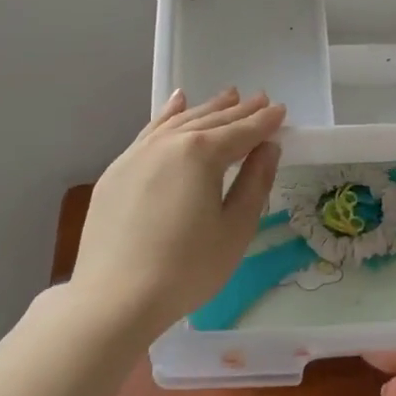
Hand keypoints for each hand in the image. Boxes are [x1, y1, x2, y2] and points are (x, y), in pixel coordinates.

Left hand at [65, 87, 285, 331]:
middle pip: (211, 121)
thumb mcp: (235, 229)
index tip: (281, 110)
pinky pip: (150, 132)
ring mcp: (137, 154)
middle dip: (239, 111)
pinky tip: (176, 104)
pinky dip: (167, 115)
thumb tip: (268, 149)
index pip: (241, 132)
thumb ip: (254, 183)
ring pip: (179, 121)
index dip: (264, 121)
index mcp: (202, 154)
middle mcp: (169, 143)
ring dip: (206, 108)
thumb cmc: (186, 269)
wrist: (114, 299)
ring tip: (228, 96)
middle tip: (261, 99)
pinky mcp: (117, 171)